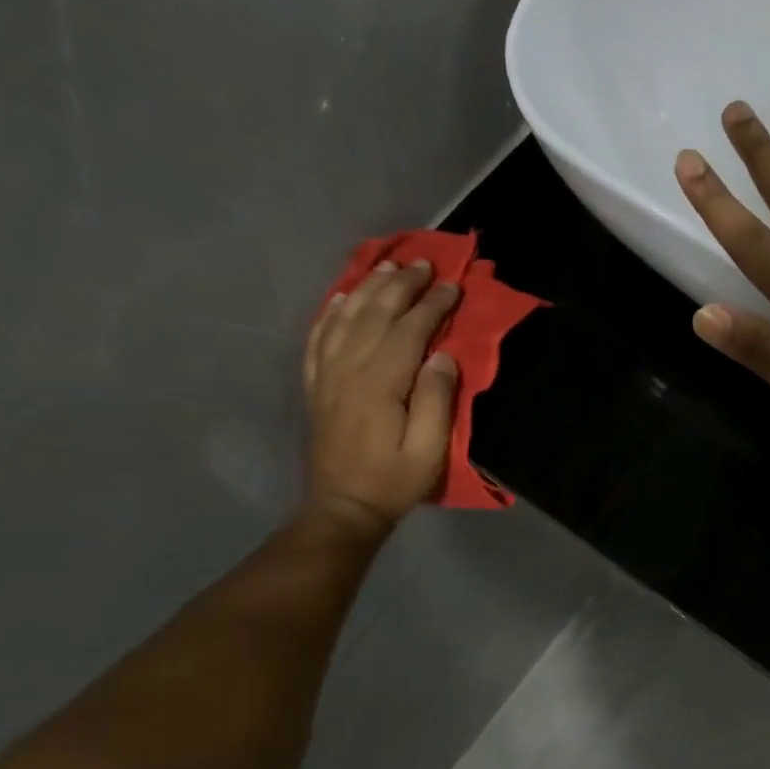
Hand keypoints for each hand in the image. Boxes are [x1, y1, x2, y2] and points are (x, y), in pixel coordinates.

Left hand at [303, 259, 460, 533]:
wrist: (343, 505)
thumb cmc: (394, 481)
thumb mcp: (429, 450)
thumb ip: (436, 401)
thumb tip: (443, 357)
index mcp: (379, 384)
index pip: (408, 331)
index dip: (431, 305)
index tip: (453, 286)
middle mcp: (348, 369)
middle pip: (375, 315)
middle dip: (401, 286)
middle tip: (423, 263)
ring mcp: (326, 374)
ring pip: (346, 318)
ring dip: (369, 289)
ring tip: (388, 268)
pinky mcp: (316, 384)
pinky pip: (319, 336)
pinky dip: (332, 311)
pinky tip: (343, 297)